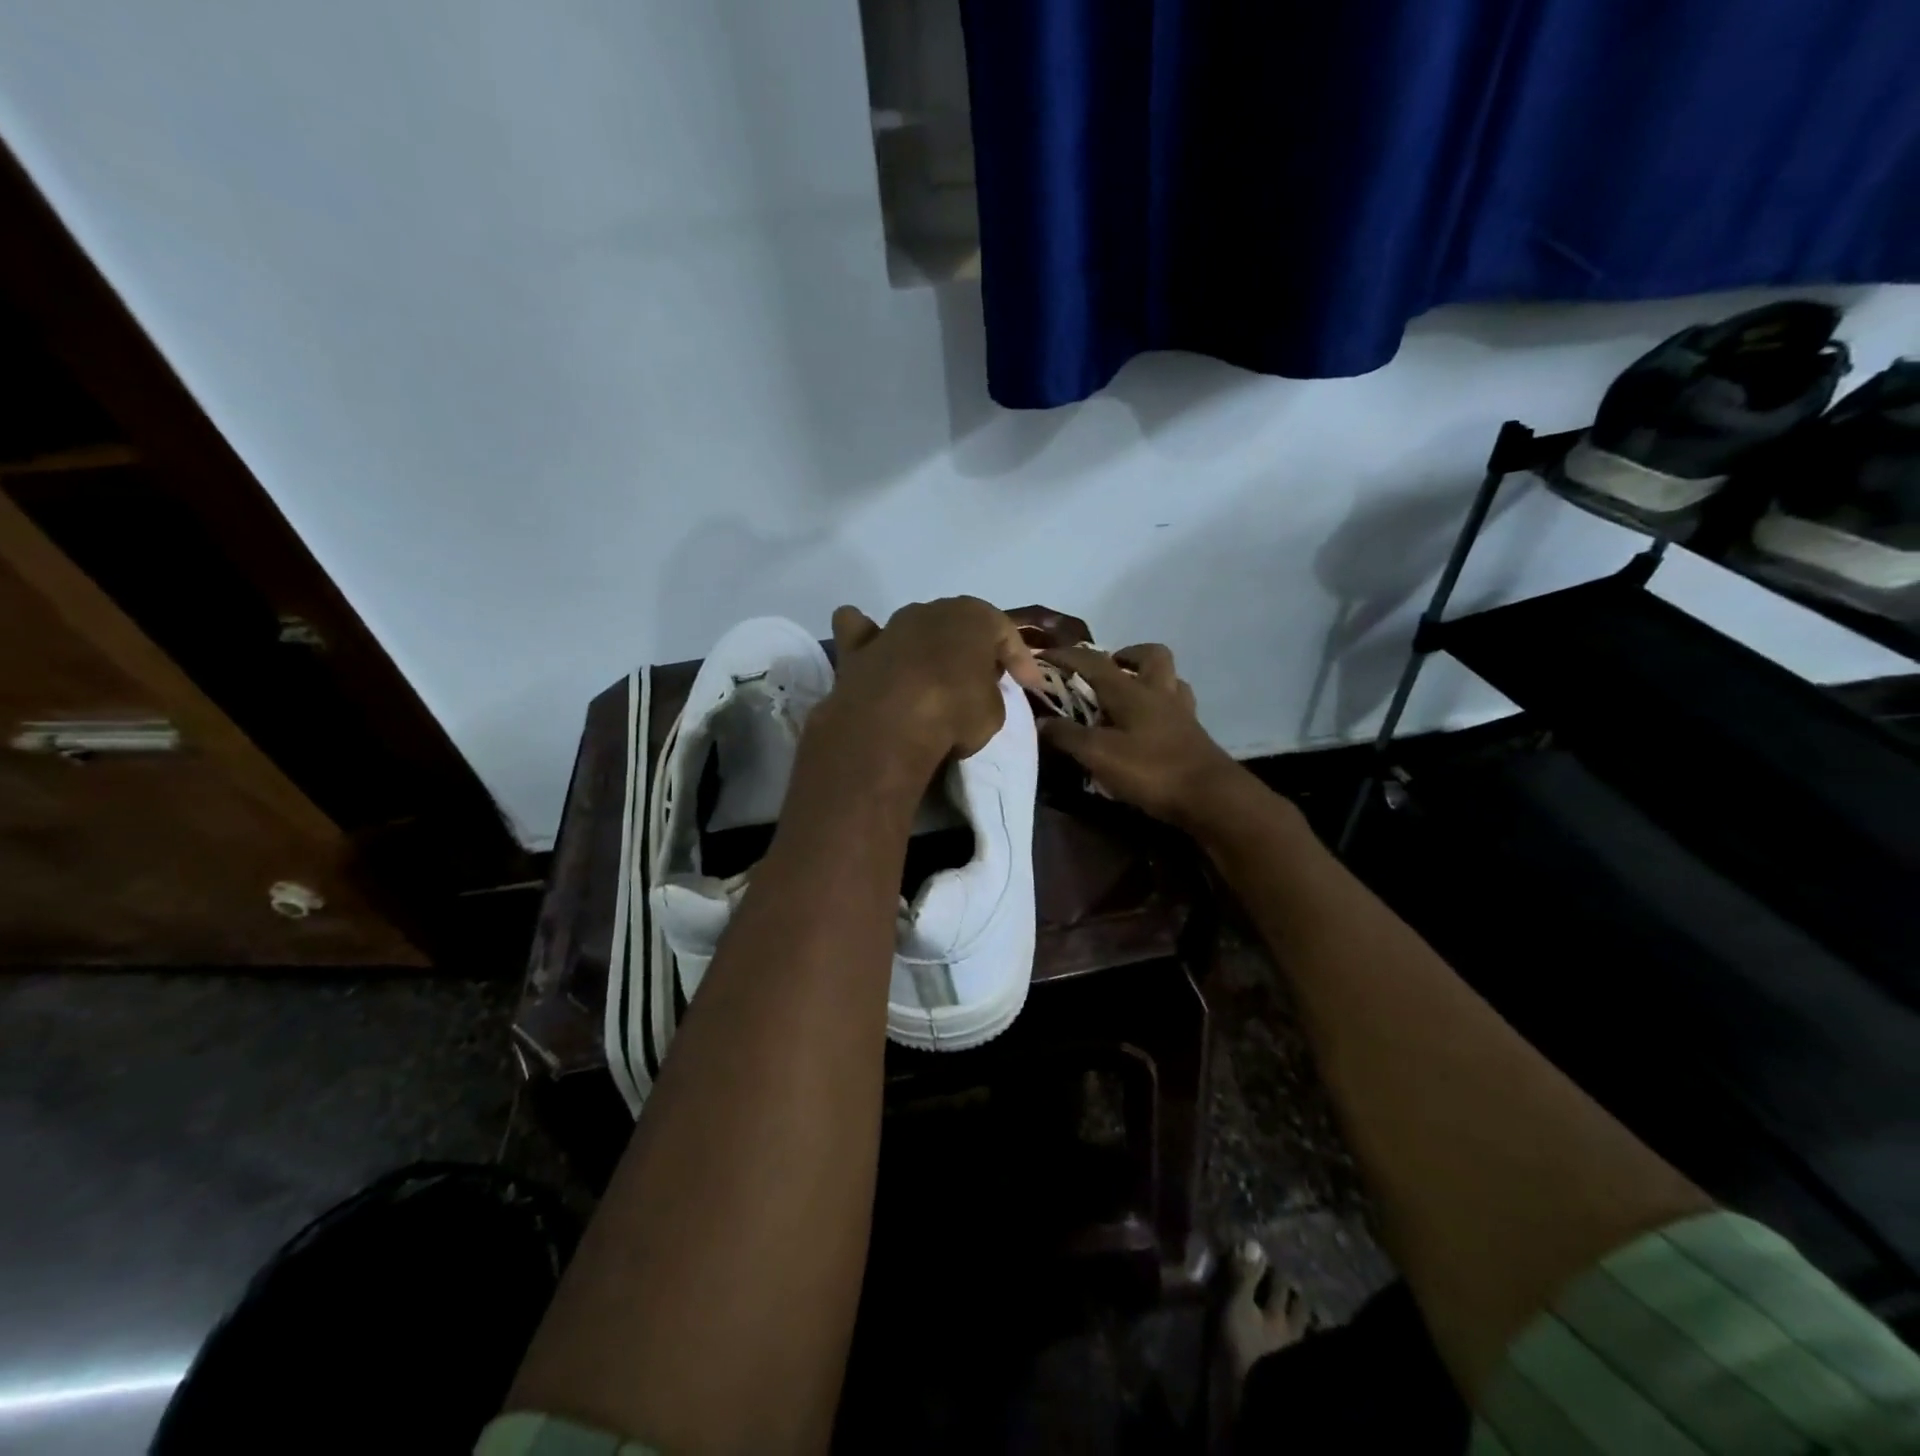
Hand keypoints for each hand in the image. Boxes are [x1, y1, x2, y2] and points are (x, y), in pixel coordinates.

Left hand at [818, 598, 1043, 771]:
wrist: (891, 724)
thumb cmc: (954, 712)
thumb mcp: (993, 711)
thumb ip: (989, 695)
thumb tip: (976, 696)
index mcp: (973, 616)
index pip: (1006, 633)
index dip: (1021, 661)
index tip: (1029, 686)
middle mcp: (930, 611)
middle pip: (958, 628)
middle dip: (971, 651)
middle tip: (983, 680)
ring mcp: (890, 627)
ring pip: (914, 628)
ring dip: (926, 648)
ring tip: (934, 678)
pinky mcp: (856, 651)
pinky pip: (861, 633)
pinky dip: (868, 639)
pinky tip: (875, 652)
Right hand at [1038, 644, 1248, 828]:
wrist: (1210, 797)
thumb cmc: (1150, 770)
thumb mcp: (1098, 754)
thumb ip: (1067, 736)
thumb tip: (1040, 721)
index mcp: (1131, 691)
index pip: (1093, 662)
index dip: (1066, 655)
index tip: (1043, 654)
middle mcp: (1158, 692)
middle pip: (1149, 655)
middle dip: (1125, 655)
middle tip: (1105, 671)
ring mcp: (1181, 712)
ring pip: (1169, 678)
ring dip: (1148, 678)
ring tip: (1127, 695)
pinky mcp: (1193, 734)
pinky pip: (1177, 706)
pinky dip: (1161, 707)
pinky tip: (1149, 725)